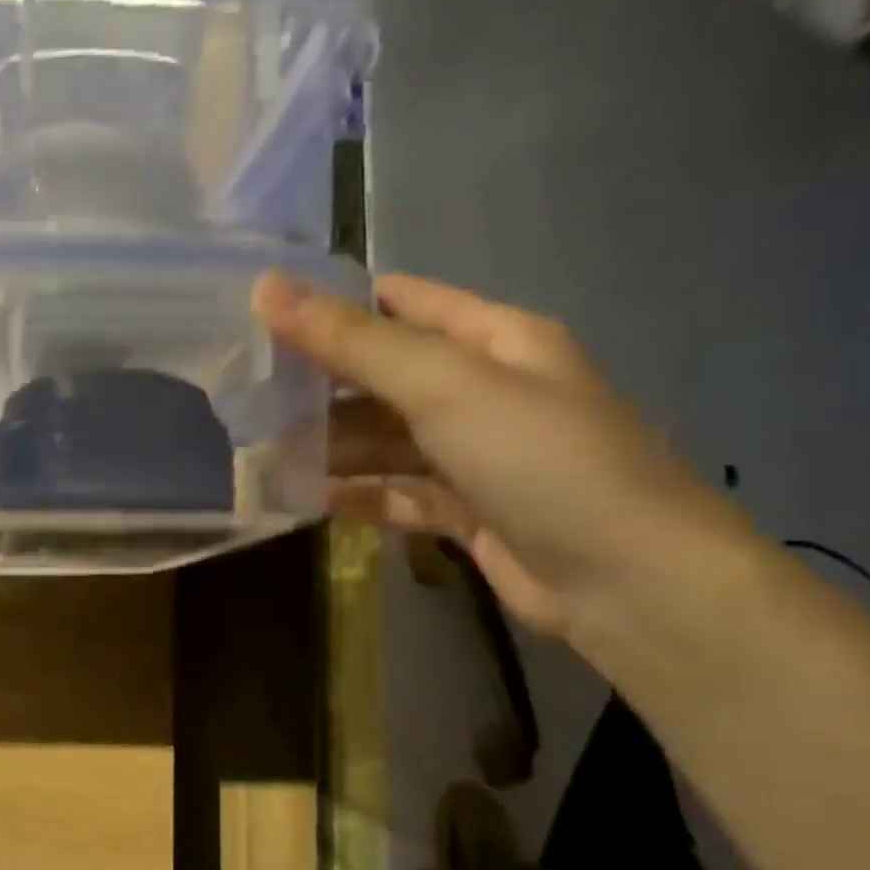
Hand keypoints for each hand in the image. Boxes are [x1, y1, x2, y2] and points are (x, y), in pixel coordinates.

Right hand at [253, 271, 746, 636]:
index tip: (260, 317)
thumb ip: (354, 342)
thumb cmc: (539, 460)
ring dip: (328, 447)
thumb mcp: (445, 386)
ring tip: (259, 452)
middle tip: (245, 394)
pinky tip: (300, 498)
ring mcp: (473, 456)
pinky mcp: (463, 512)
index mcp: (494, 340)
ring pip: (383, 441)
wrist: (624, 581)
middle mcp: (483, 391)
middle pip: (384, 377)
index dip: (334, 305)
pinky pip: (393, 493)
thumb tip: (266, 288)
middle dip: (320, 385)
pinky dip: (352, 495)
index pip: (401, 304)